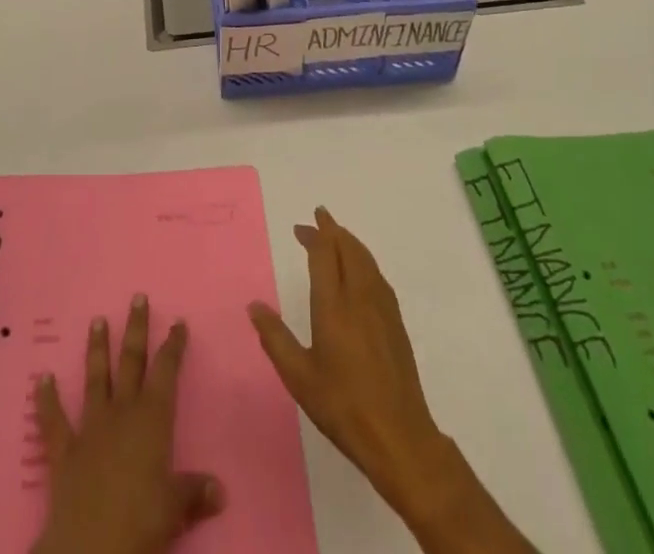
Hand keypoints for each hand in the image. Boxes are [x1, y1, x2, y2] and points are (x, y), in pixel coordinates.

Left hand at [31, 295, 224, 553]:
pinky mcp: (64, 451)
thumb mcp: (175, 509)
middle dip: (136, 329)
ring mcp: (91, 428)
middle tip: (137, 297)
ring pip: (96, 379)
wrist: (89, 549)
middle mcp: (123, 412)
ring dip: (97, 349)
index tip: (178, 322)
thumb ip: (195, 493)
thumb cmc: (140, 523)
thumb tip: (220, 490)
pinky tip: (41, 378)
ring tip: (97, 320)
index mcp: (153, 419)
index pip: (166, 371)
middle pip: (131, 361)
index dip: (173, 346)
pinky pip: (54, 421)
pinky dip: (46, 399)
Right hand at [247, 207, 452, 523]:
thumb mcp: (299, 377)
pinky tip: (360, 270)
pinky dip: (364, 259)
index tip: (301, 226)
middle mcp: (359, 296)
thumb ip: (275, 338)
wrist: (399, 435)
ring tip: (337, 236)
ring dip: (349, 241)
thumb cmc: (343, 406)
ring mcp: (382, 307)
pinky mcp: (395, 321)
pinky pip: (377, 274)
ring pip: (365, 258)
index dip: (313, 235)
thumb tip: (254, 306)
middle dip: (332, 229)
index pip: (324, 254)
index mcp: (333, 305)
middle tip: (318, 218)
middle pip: (348, 248)